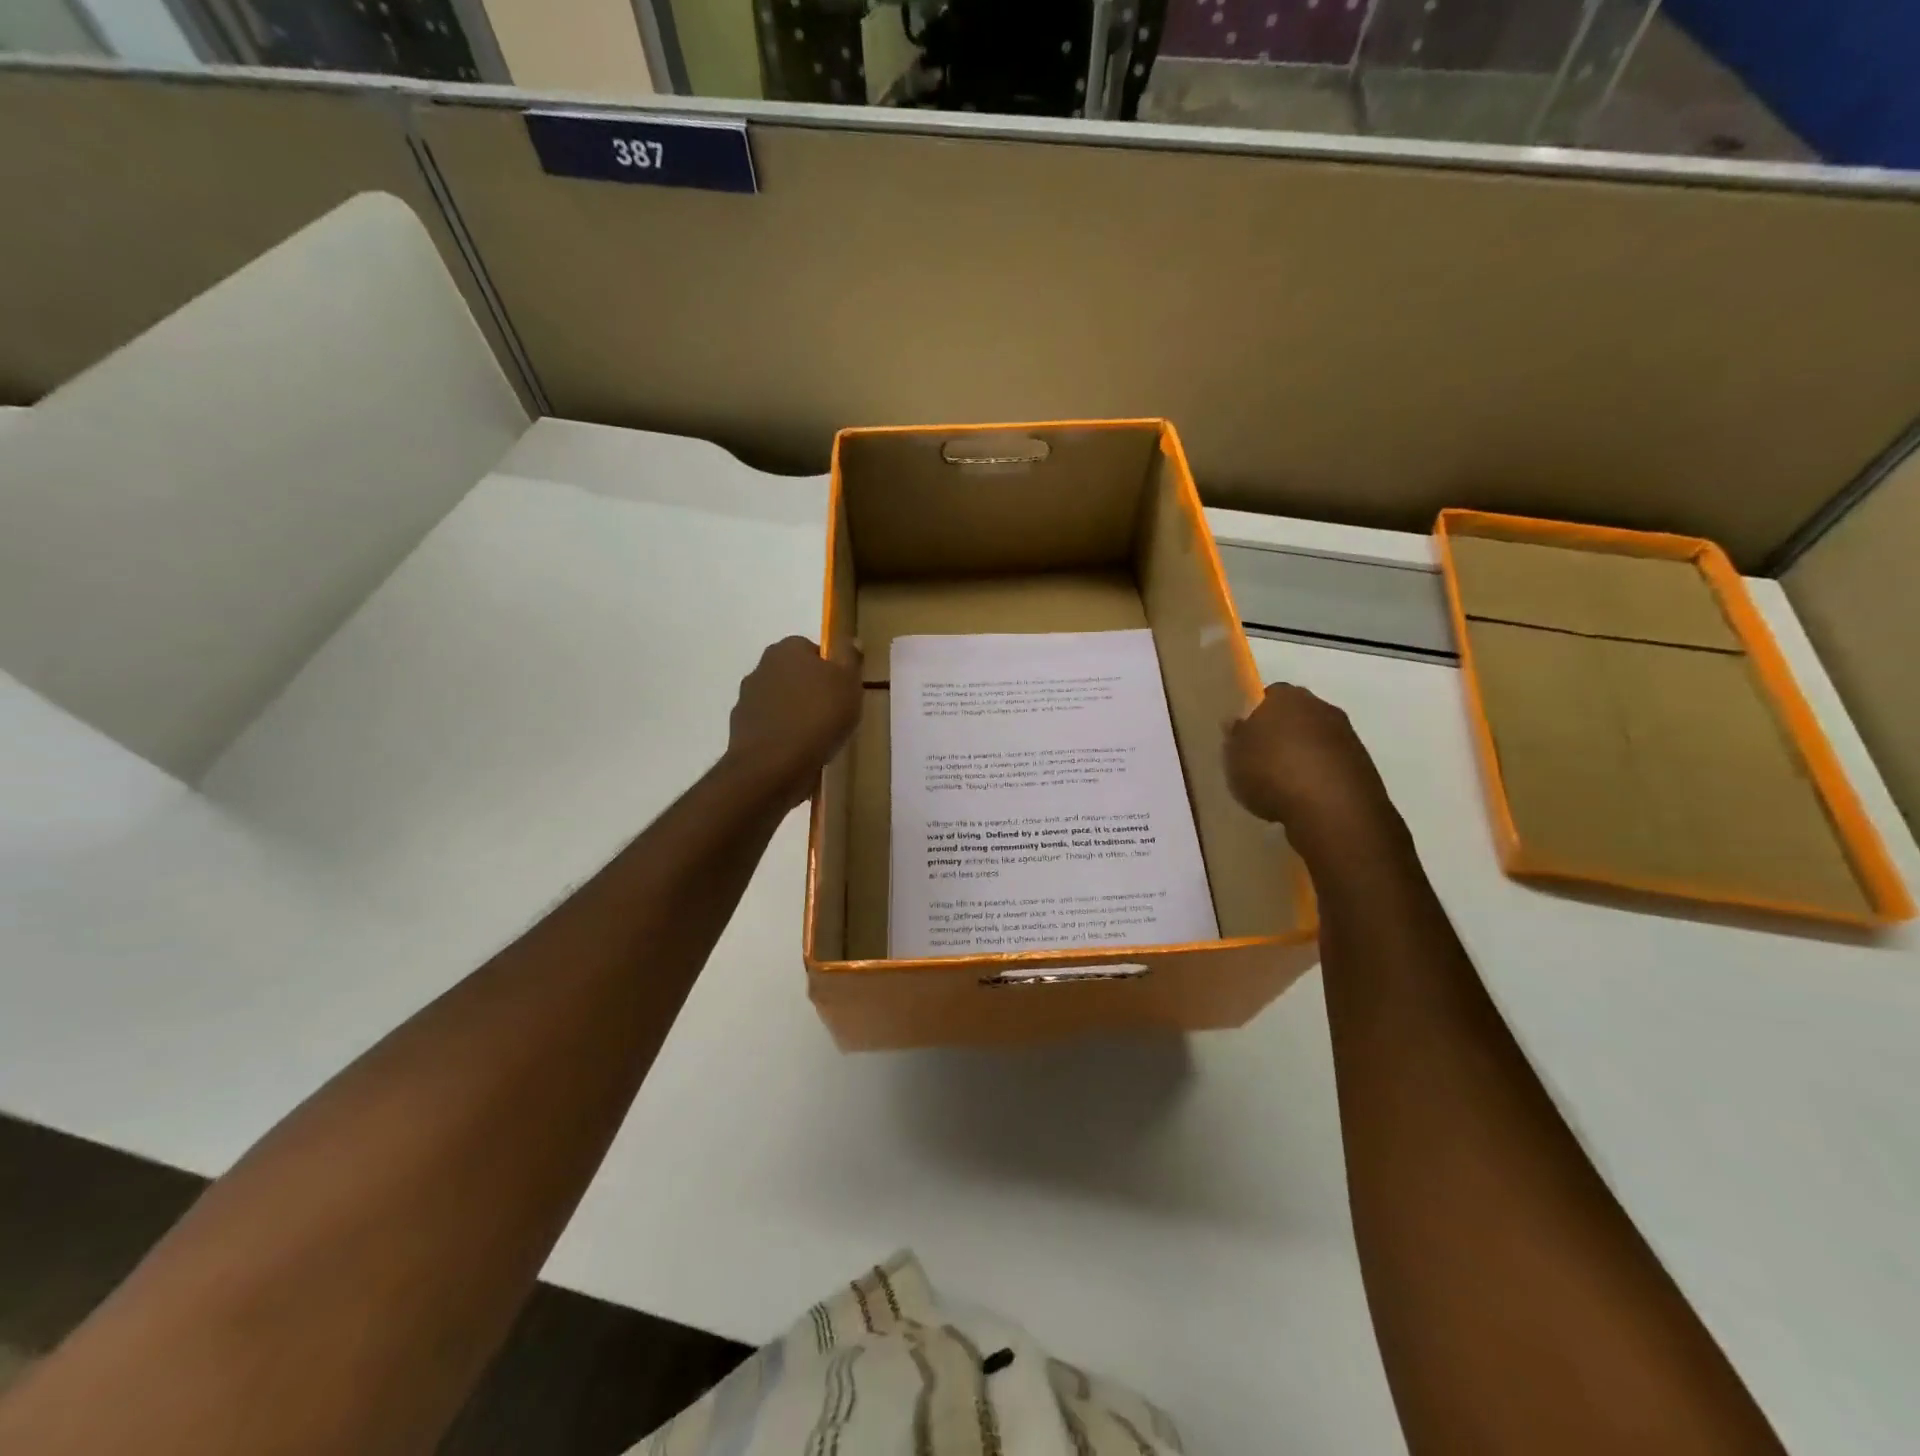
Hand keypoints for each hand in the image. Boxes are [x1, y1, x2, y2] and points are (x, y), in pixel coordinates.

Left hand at [726, 636, 862, 808]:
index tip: (843, 691)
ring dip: (794, 712)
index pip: (812, 649)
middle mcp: (761, 667)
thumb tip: (851, 640)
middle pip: (793, 674)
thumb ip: (850, 658)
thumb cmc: (818, 717)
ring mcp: (747, 699)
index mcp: (787, 649)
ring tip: (816, 737)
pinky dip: (781, 734)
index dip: (830, 669)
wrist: (773, 765)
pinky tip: (797, 752)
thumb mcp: (849, 683)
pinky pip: (769, 726)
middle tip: (833, 713)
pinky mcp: (740, 728)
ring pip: (780, 701)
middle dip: (810, 690)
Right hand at [1224, 682, 1399, 861]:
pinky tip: (1306, 798)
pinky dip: (1321, 776)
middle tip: (1263, 760)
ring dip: (1304, 755)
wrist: (1333, 808)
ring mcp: (1347, 735)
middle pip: (1297, 716)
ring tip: (1284, 785)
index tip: (1246, 738)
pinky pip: (1333, 764)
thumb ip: (1235, 737)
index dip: (1256, 715)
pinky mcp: (1363, 765)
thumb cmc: (1272, 773)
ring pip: (1317, 739)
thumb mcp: (1234, 757)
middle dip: (1283, 733)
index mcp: (1285, 697)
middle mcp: (1320, 707)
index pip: (1269, 695)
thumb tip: (1236, 722)